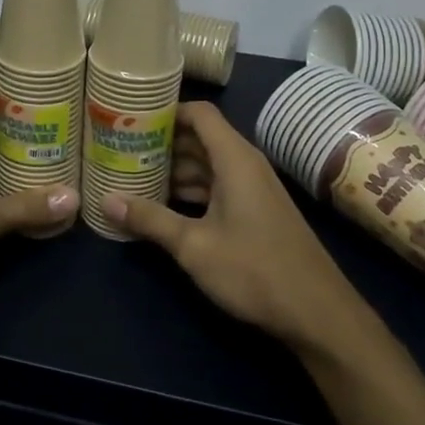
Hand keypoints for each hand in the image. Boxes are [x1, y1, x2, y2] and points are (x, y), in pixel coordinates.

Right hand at [103, 102, 375, 358]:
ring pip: (206, 165)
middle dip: (161, 142)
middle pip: (199, 138)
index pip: (199, 113)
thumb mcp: (194, 246)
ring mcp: (252, 189)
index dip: (166, 111)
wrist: (318, 313)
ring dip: (173, 169)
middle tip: (121, 148)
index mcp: (234, 159)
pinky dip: (190, 190)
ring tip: (132, 176)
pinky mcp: (255, 211)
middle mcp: (244, 165)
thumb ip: (150, 219)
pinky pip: (216, 186)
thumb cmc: (255, 270)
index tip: (130, 118)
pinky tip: (162, 206)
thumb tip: (106, 200)